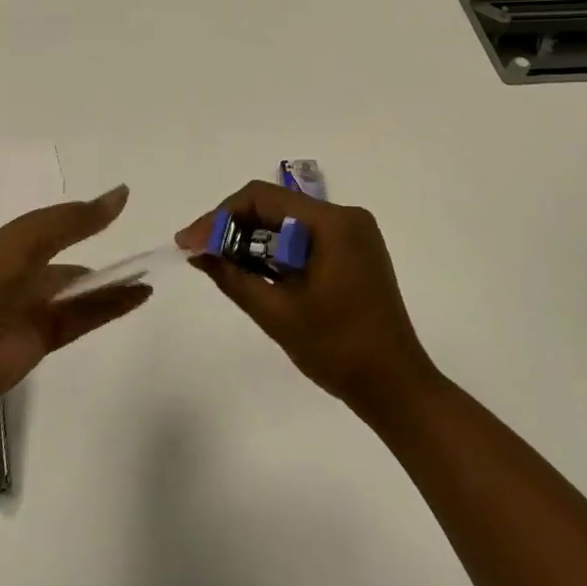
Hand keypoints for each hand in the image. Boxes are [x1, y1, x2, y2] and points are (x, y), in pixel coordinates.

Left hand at [0, 184, 151, 412]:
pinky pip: (85, 316)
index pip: (52, 225)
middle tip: (138, 246)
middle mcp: (22, 273)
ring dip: (110, 282)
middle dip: (98, 252)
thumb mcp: (29, 239)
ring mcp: (34, 307)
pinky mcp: (45, 337)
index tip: (120, 204)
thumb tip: (121, 194)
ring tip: (146, 272)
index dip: (83, 216)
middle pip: (67, 260)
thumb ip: (75, 219)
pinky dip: (111, 305)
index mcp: (10, 245)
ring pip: (80, 290)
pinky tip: (138, 296)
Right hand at [177, 181, 435, 414]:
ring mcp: (354, 233)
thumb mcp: (276, 312)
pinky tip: (255, 270)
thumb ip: (232, 275)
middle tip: (199, 252)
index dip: (220, 216)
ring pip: (289, 221)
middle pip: (275, 205)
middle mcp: (346, 216)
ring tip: (220, 262)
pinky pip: (306, 237)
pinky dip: (277, 250)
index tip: (190, 242)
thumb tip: (196, 250)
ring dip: (254, 238)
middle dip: (234, 226)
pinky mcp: (356, 251)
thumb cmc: (337, 350)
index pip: (262, 197)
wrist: (396, 388)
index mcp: (332, 223)